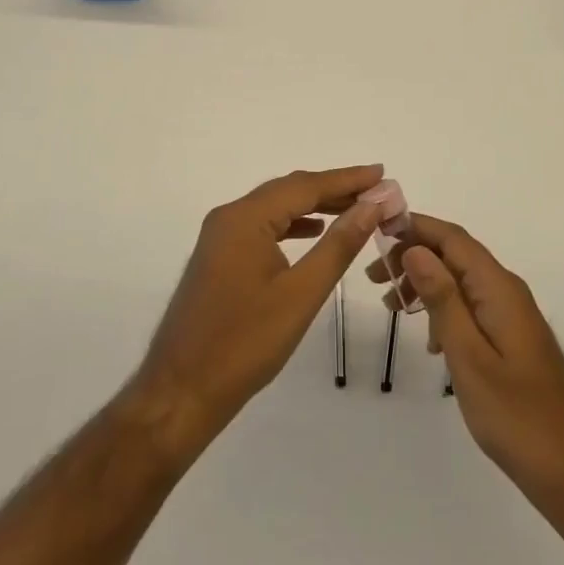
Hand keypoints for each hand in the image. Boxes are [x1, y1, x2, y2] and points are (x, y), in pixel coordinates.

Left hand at [129, 165, 392, 457]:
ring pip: (275, 209)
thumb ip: (338, 245)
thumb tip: (371, 206)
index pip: (305, 186)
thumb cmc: (245, 343)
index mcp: (245, 218)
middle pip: (289, 191)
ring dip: (315, 206)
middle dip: (334, 189)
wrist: (182, 392)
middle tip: (376, 191)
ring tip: (355, 210)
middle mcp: (229, 217)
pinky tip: (314, 232)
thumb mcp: (301, 294)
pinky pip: (263, 228)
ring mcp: (220, 238)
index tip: (382, 172)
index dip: (347, 179)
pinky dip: (292, 225)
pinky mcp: (219, 258)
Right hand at [368, 215, 563, 516]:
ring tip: (390, 305)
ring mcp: (512, 315)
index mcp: (499, 288)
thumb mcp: (468, 356)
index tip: (376, 231)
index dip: (415, 227)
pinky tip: (428, 341)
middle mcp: (507, 291)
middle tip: (373, 277)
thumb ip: (443, 299)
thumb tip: (415, 249)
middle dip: (413, 256)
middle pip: (455, 255)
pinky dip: (443, 309)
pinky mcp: (512, 338)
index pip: (453, 238)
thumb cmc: (515, 415)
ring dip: (425, 284)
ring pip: (461, 280)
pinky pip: (471, 306)